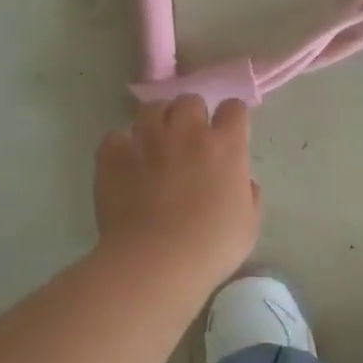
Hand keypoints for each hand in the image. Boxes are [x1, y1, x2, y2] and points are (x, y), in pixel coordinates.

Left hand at [94, 97, 260, 286]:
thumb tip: (243, 182)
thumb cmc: (211, 247)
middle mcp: (187, 132)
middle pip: (189, 101)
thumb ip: (249, 195)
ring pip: (151, 108)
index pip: (234, 108)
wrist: (155, 261)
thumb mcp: (249, 224)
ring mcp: (146, 140)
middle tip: (189, 139)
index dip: (231, 118)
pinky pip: (116, 136)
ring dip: (156, 121)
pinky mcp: (112, 154)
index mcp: (226, 146)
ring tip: (155, 144)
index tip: (228, 132)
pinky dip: (122, 146)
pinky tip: (126, 164)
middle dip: (191, 115)